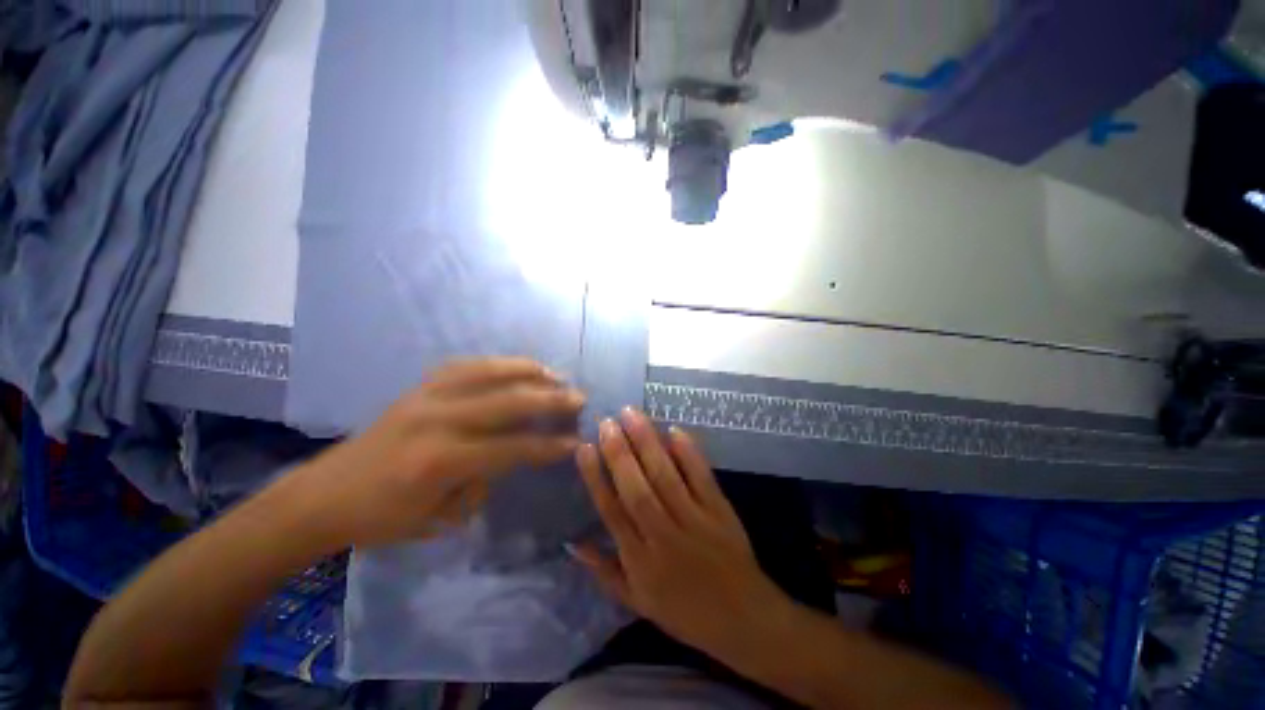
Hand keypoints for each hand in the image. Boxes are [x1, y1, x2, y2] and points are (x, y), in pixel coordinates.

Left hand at [304, 358, 585, 547]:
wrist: (324, 494)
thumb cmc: (382, 517)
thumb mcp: (439, 518)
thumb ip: (483, 482)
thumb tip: (510, 455)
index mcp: (440, 460)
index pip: (511, 448)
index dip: (548, 446)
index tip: (575, 441)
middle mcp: (437, 420)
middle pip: (507, 401)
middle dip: (549, 399)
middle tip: (578, 397)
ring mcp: (427, 397)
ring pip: (488, 372)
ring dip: (528, 371)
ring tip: (555, 374)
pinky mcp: (419, 387)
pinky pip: (466, 366)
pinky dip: (498, 363)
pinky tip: (516, 366)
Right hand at [573, 408, 791, 659]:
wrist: (744, 620)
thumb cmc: (685, 612)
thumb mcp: (637, 602)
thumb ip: (604, 571)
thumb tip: (573, 543)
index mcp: (640, 561)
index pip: (612, 511)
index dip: (596, 478)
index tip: (584, 448)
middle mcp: (664, 536)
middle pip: (637, 489)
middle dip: (619, 453)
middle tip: (606, 422)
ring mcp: (695, 520)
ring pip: (665, 477)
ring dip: (647, 443)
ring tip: (631, 415)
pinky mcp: (720, 510)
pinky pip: (702, 477)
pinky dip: (689, 453)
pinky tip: (674, 430)